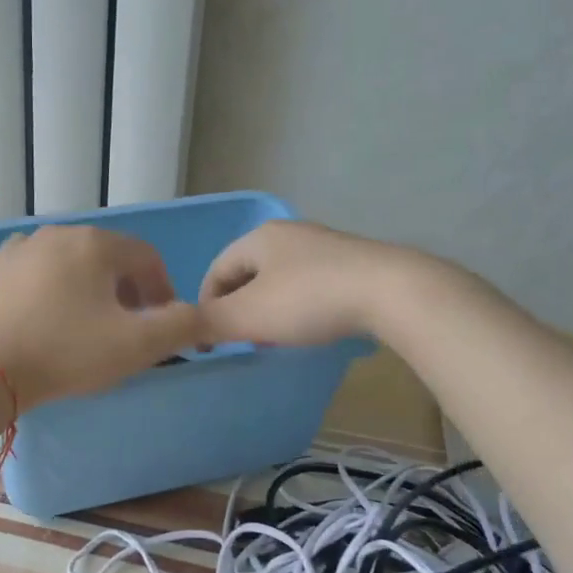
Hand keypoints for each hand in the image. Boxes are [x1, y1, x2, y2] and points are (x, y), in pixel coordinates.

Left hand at [0, 226, 206, 408]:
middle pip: (110, 257)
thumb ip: (179, 327)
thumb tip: (198, 316)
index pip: (147, 257)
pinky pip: (38, 274)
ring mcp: (20, 250)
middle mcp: (58, 234)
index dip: (164, 290)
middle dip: (128, 291)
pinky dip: (54, 291)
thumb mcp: (135, 345)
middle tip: (130, 329)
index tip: (163, 325)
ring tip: (89, 327)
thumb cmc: (64, 352)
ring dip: (91, 290)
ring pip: (73, 264)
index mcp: (96, 243)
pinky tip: (48, 319)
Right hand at [197, 220, 430, 346]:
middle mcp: (289, 233)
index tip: (211, 339)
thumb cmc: (308, 300)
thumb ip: (209, 322)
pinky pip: (311, 285)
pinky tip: (311, 327)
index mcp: (259, 237)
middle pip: (248, 274)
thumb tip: (182, 327)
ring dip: (269, 309)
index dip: (206, 305)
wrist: (389, 291)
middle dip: (239, 308)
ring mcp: (324, 246)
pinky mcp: (352, 263)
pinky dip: (300, 307)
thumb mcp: (248, 315)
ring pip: (280, 280)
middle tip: (242, 340)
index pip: (216, 270)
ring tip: (275, 338)